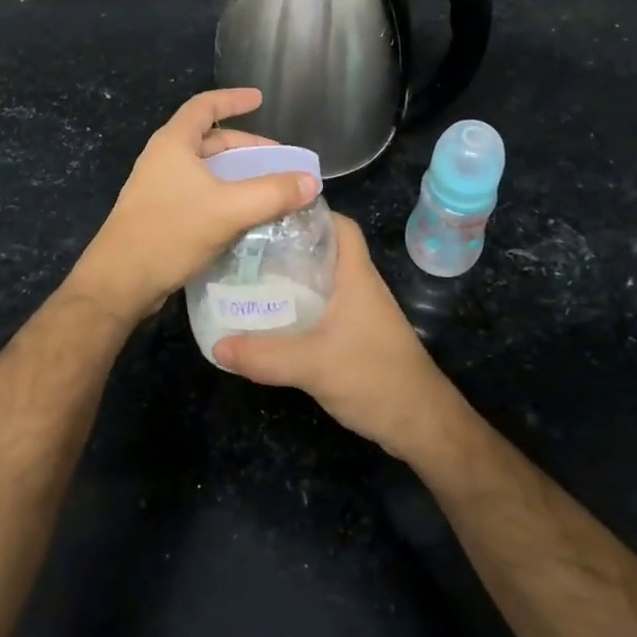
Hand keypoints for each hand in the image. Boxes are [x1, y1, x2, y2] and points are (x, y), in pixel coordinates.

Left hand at [66, 88, 319, 324]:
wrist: (120, 283)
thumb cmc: (170, 232)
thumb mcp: (228, 210)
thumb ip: (272, 194)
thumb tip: (311, 181)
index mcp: (173, 143)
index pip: (205, 106)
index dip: (233, 99)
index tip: (260, 99)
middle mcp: (164, 159)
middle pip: (210, 140)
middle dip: (246, 146)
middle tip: (279, 160)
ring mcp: (160, 188)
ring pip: (207, 170)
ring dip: (238, 174)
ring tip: (269, 188)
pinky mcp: (161, 214)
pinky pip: (201, 194)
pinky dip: (226, 196)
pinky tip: (245, 216)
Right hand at [214, 215, 464, 460]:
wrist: (420, 423)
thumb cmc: (373, 377)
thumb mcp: (312, 365)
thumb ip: (264, 355)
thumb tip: (216, 346)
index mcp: (355, 276)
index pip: (340, 225)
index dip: (311, 213)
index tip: (271, 214)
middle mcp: (358, 287)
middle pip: (323, 252)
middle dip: (288, 247)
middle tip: (247, 249)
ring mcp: (359, 314)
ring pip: (321, 283)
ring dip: (291, 280)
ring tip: (249, 280)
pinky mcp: (356, 338)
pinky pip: (322, 311)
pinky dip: (298, 309)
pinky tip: (272, 321)